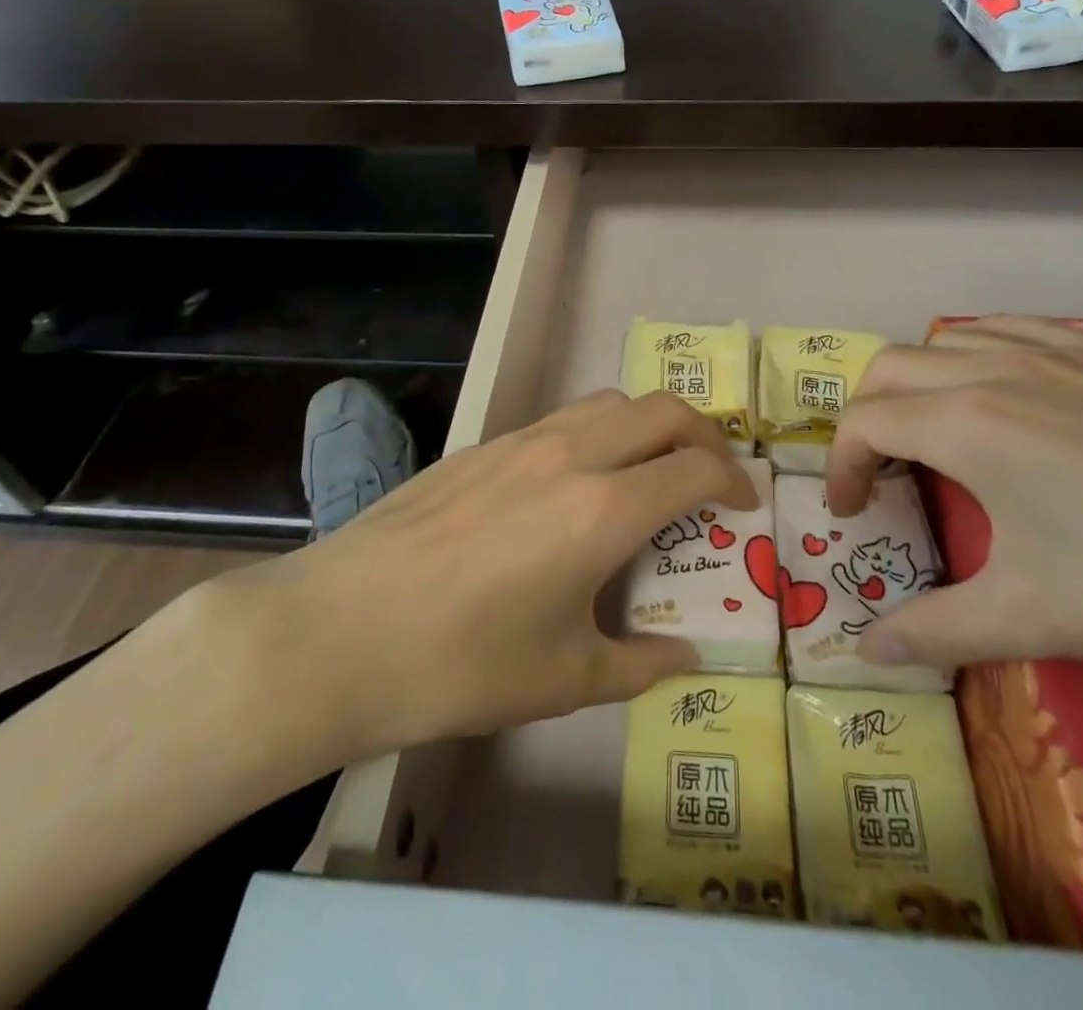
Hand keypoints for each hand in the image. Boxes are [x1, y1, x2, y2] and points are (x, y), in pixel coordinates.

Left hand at [178, 389, 756, 792]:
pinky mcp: (482, 445)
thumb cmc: (460, 663)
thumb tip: (685, 657)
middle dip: (702, 433)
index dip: (733, 479)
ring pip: (608, 403)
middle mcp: (572, 455)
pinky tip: (573, 485)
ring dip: (646, 425)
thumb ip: (637, 665)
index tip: (743, 502)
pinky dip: (595, 434)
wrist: (339, 630)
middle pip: (662, 411)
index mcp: (604, 509)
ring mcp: (522, 441)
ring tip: (646, 470)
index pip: (695, 466)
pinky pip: (561, 419)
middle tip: (709, 473)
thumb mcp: (562, 679)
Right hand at [823, 317, 1082, 691]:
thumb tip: (866, 650)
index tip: (851, 512)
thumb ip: (937, 629)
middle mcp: (998, 368)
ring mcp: (1058, 350)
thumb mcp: (1037, 619)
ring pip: (949, 338)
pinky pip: (1012, 330)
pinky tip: (1009, 397)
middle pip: (892, 367)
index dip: (841, 466)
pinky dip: (978, 355)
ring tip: (937, 433)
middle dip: (867, 416)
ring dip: (920, 380)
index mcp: (969, 423)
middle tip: (882, 472)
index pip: (865, 421)